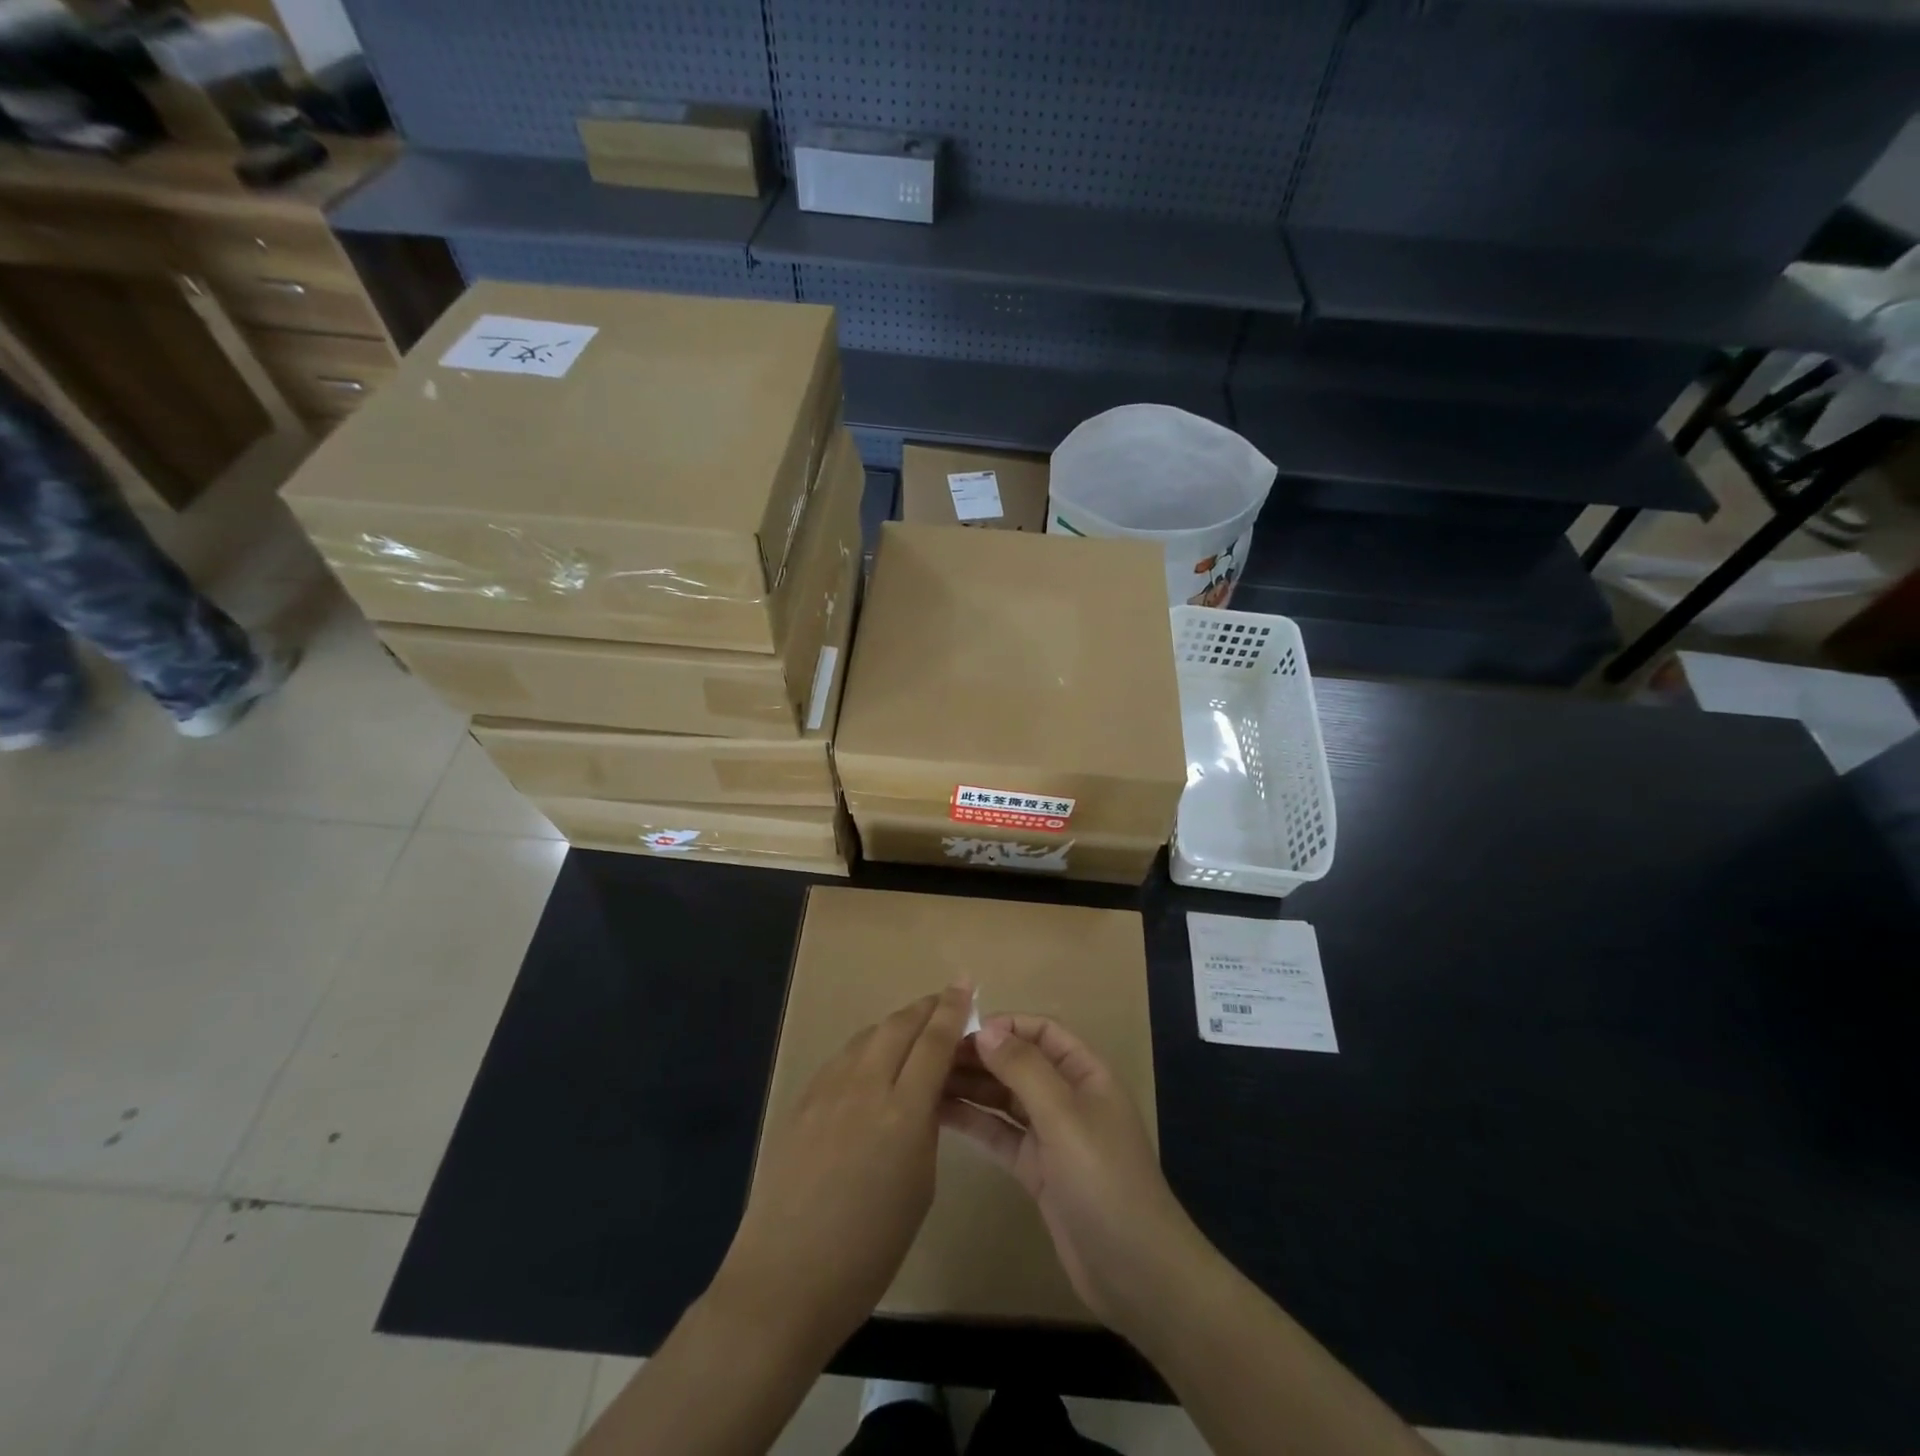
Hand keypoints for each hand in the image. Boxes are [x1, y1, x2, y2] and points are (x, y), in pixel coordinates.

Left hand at [712, 982, 973, 1358]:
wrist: (783, 1280)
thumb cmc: (867, 1251)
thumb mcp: (919, 1187)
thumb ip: (925, 1128)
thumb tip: (923, 1096)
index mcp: (903, 1113)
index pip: (934, 1042)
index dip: (953, 1010)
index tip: (965, 985)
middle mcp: (864, 1087)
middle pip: (899, 1026)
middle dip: (926, 1008)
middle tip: (945, 1001)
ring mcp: (827, 1091)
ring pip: (867, 1036)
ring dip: (895, 1026)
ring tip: (911, 1029)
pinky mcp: (801, 1101)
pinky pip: (842, 1059)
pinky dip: (865, 1048)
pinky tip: (870, 1063)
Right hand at [940, 1014, 1214, 1337]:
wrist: (1136, 1273)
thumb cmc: (1104, 1179)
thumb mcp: (1064, 1117)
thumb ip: (1024, 1070)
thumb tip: (986, 1029)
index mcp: (1086, 1073)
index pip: (1042, 1032)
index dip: (1006, 1025)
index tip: (961, 1030)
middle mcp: (1068, 1097)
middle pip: (1020, 1063)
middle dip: (981, 1056)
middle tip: (931, 1057)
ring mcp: (1052, 1136)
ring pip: (1006, 1099)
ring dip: (972, 1087)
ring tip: (926, 1081)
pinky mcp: (1037, 1170)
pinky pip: (1001, 1135)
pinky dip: (974, 1123)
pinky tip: (940, 1114)